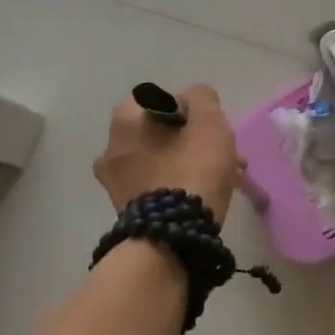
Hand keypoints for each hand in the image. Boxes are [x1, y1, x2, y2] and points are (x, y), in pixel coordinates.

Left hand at [93, 84, 240, 221]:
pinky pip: (157, 185)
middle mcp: (111, 148)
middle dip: (193, 140)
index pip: (161, 99)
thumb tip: (193, 99)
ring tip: (222, 178)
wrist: (173, 236)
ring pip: (162, 160)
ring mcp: (115, 182)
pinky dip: (178, 184)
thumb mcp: (209, 122)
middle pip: (161, 132)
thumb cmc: (192, 169)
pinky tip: (202, 196)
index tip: (210, 127)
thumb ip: (202, 98)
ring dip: (189, 162)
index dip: (190, 109)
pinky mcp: (126, 209)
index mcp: (125, 121)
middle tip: (222, 154)